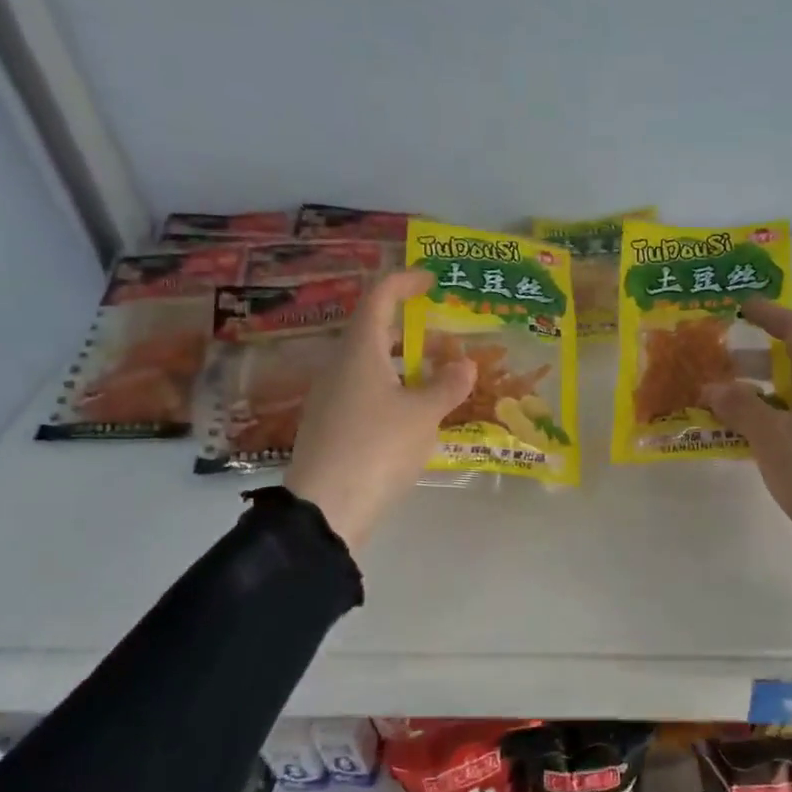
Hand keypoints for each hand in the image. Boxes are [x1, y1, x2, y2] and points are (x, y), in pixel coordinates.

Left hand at [283, 269, 476, 550]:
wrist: (325, 511)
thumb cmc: (377, 448)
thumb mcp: (423, 415)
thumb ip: (448, 386)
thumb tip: (466, 364)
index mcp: (359, 352)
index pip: (379, 299)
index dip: (404, 282)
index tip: (431, 280)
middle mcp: (340, 368)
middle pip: (375, 333)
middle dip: (412, 330)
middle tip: (448, 338)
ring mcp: (331, 399)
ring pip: (372, 366)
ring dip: (406, 364)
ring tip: (440, 377)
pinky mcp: (331, 428)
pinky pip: (366, 393)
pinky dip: (395, 390)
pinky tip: (417, 415)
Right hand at [702, 301, 791, 594]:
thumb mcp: (772, 436)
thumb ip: (739, 406)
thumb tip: (713, 386)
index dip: (768, 314)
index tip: (738, 308)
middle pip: (790, 363)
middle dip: (750, 361)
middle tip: (711, 364)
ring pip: (788, 398)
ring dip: (753, 396)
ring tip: (714, 404)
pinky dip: (765, 424)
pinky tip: (737, 440)